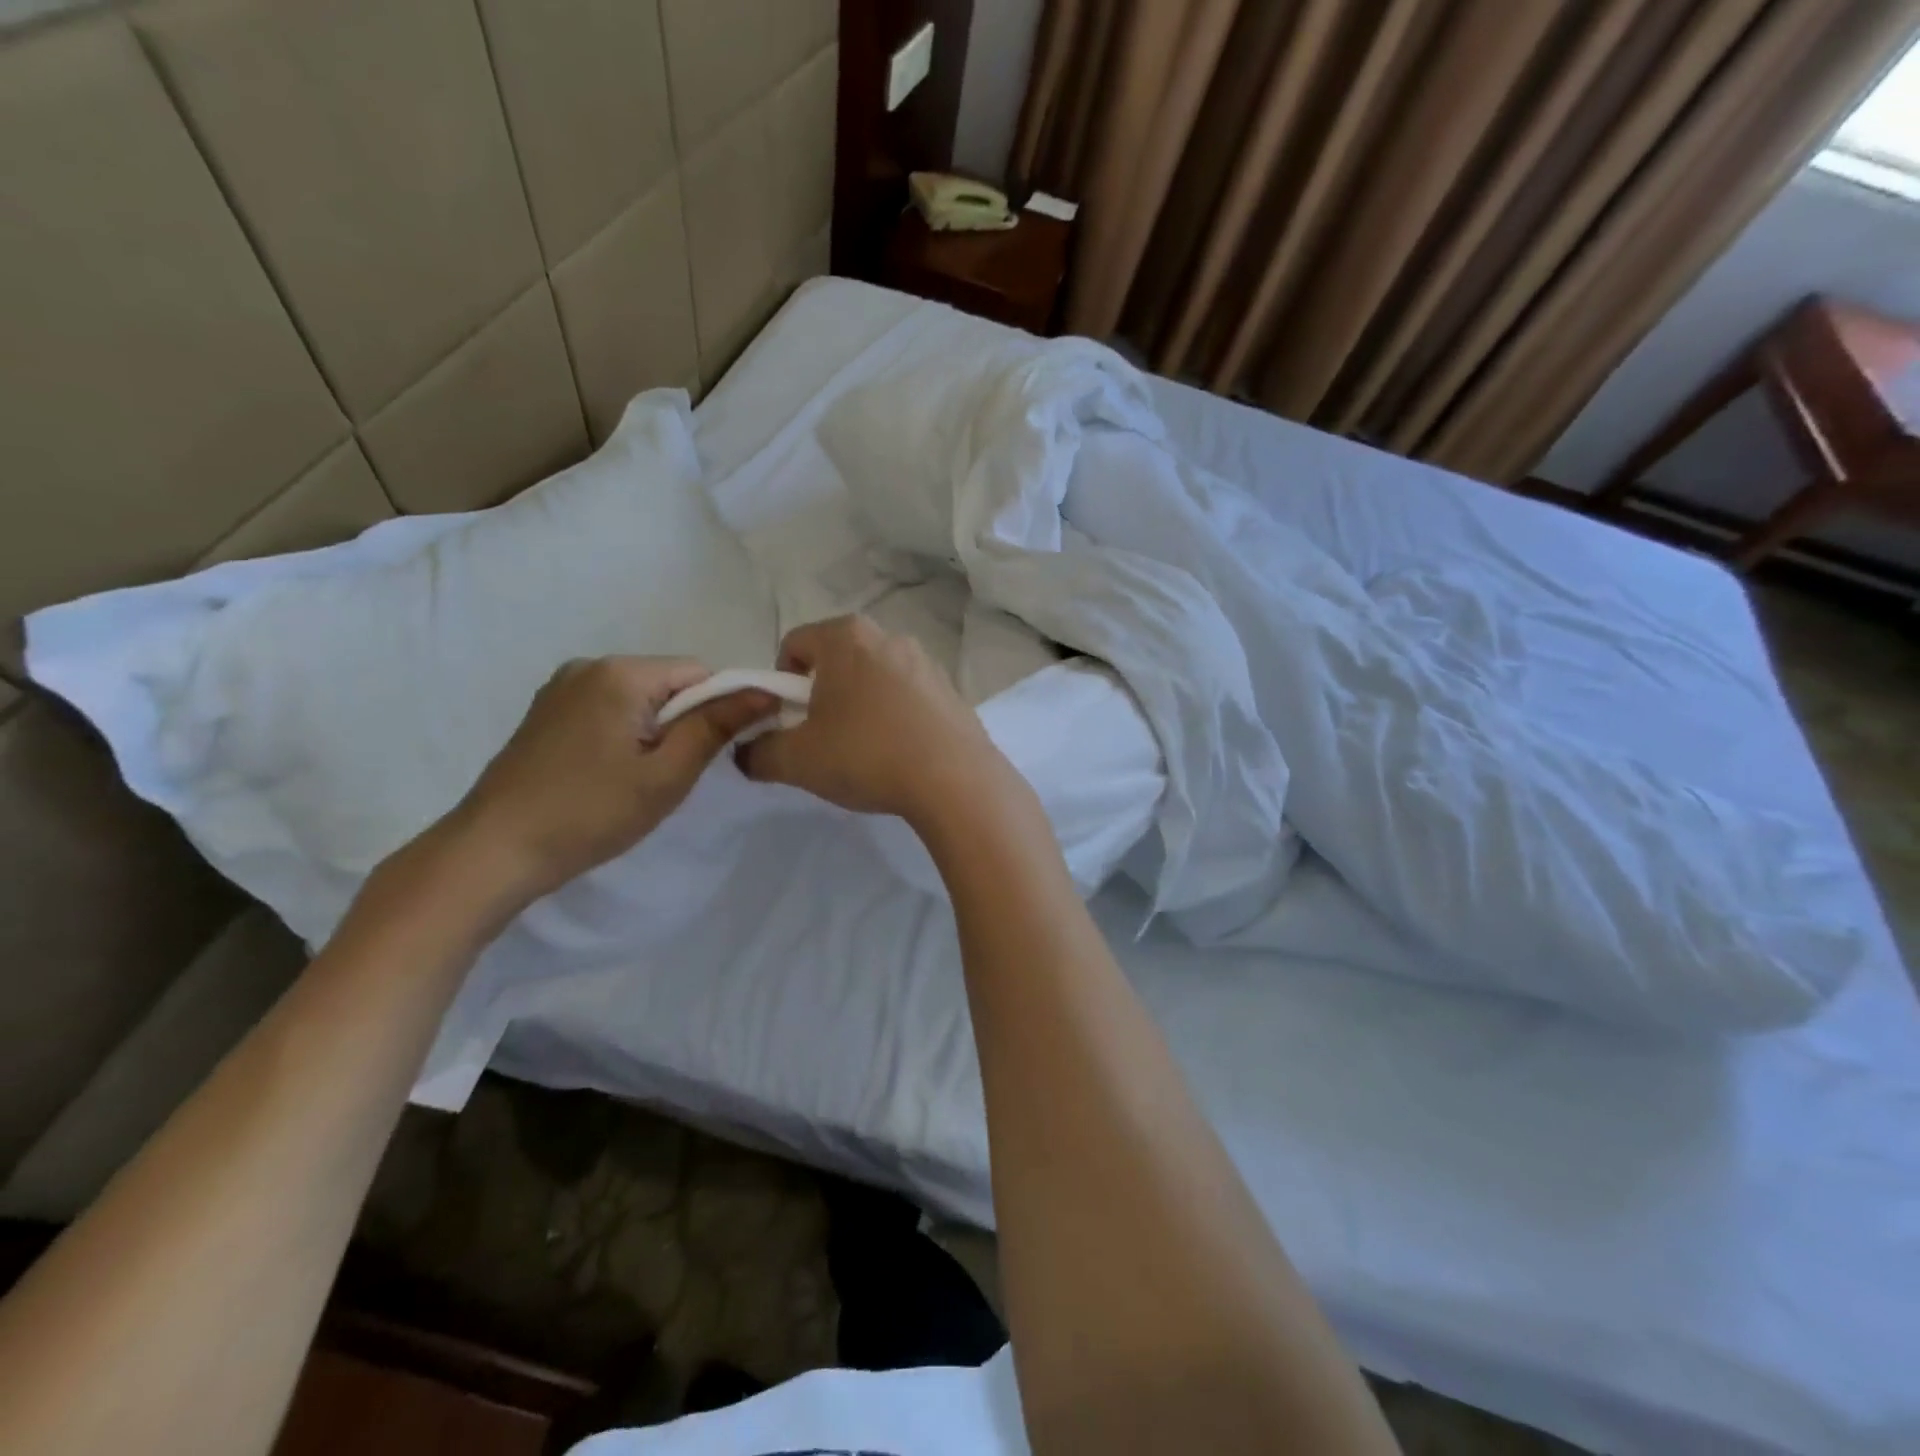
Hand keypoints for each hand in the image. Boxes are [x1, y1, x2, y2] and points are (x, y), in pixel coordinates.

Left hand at [443, 657, 772, 908]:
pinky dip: (626, 734)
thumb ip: (716, 726)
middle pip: (668, 682)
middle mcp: (590, 665)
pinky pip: (609, 709)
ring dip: (656, 731)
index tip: (719, 754)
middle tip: (676, 775)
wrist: (494, 851)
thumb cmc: (590, 813)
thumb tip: (765, 692)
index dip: (721, 708)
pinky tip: (612, 774)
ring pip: (639, 698)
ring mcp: (562, 687)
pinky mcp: (547, 712)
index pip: (700, 672)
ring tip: (642, 779)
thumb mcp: (666, 774)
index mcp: (621, 673)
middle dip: (686, 722)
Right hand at [738, 615, 1018, 827]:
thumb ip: (759, 753)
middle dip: (822, 693)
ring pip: (875, 677)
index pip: (794, 644)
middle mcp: (889, 637)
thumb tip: (746, 753)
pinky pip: (908, 696)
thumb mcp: (797, 760)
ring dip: (860, 704)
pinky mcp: (952, 690)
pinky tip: (900, 752)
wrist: (954, 780)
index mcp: (846, 637)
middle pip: (837, 658)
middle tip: (822, 736)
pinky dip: (895, 716)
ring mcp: (926, 662)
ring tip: (865, 749)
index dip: (780, 683)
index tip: (789, 721)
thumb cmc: (867, 755)